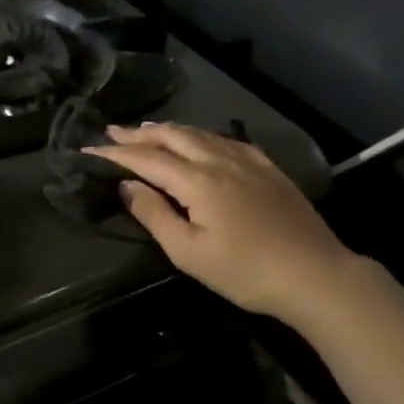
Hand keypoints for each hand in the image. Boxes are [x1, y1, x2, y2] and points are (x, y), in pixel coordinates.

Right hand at [85, 123, 359, 329]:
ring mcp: (247, 162)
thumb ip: (155, 215)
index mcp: (197, 180)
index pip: (146, 159)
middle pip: (173, 137)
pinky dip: (202, 135)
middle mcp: (219, 161)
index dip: (115, 153)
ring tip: (147, 129)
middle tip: (113, 130)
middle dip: (139, 133)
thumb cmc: (245, 270)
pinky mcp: (268, 169)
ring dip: (169, 130)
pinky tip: (202, 139)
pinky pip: (227, 140)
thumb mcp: (189, 252)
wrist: (315, 274)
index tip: (89, 148)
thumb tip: (128, 186)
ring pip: (200, 134)